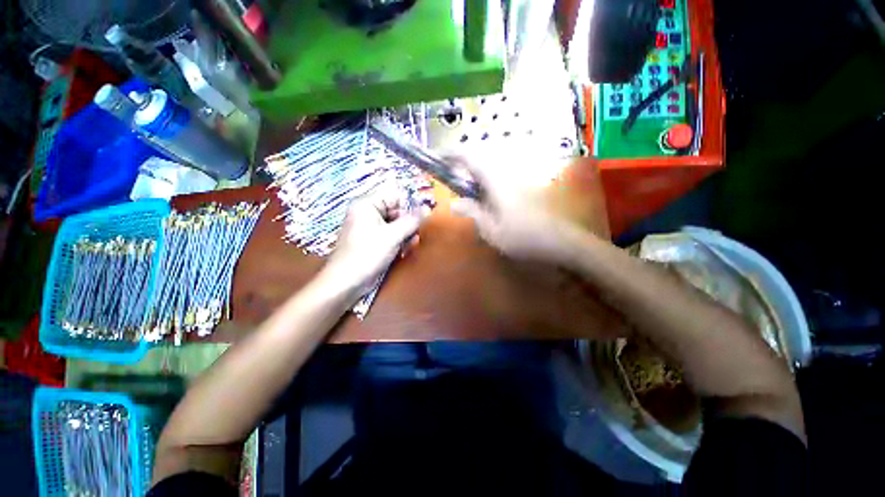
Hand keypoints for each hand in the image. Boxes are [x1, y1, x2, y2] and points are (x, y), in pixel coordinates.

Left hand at [323, 190, 423, 296]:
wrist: (347, 282)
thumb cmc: (368, 253)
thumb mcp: (393, 235)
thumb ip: (412, 221)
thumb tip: (427, 208)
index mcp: (367, 204)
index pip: (394, 195)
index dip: (410, 203)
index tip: (425, 214)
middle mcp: (368, 213)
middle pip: (396, 210)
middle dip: (409, 222)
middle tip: (417, 233)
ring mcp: (370, 227)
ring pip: (396, 224)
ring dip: (406, 233)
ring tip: (411, 244)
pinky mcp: (374, 241)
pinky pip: (391, 234)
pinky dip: (399, 240)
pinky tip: (404, 250)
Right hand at [449, 156, 578, 263]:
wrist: (560, 241)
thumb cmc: (524, 238)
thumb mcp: (491, 231)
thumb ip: (472, 213)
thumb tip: (453, 203)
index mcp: (496, 181)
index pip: (470, 157)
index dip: (452, 154)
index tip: (437, 156)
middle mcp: (506, 174)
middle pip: (480, 158)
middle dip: (461, 162)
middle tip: (449, 175)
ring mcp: (516, 180)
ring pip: (489, 167)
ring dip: (473, 173)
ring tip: (463, 188)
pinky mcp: (522, 188)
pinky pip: (498, 177)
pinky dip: (484, 181)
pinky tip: (484, 199)